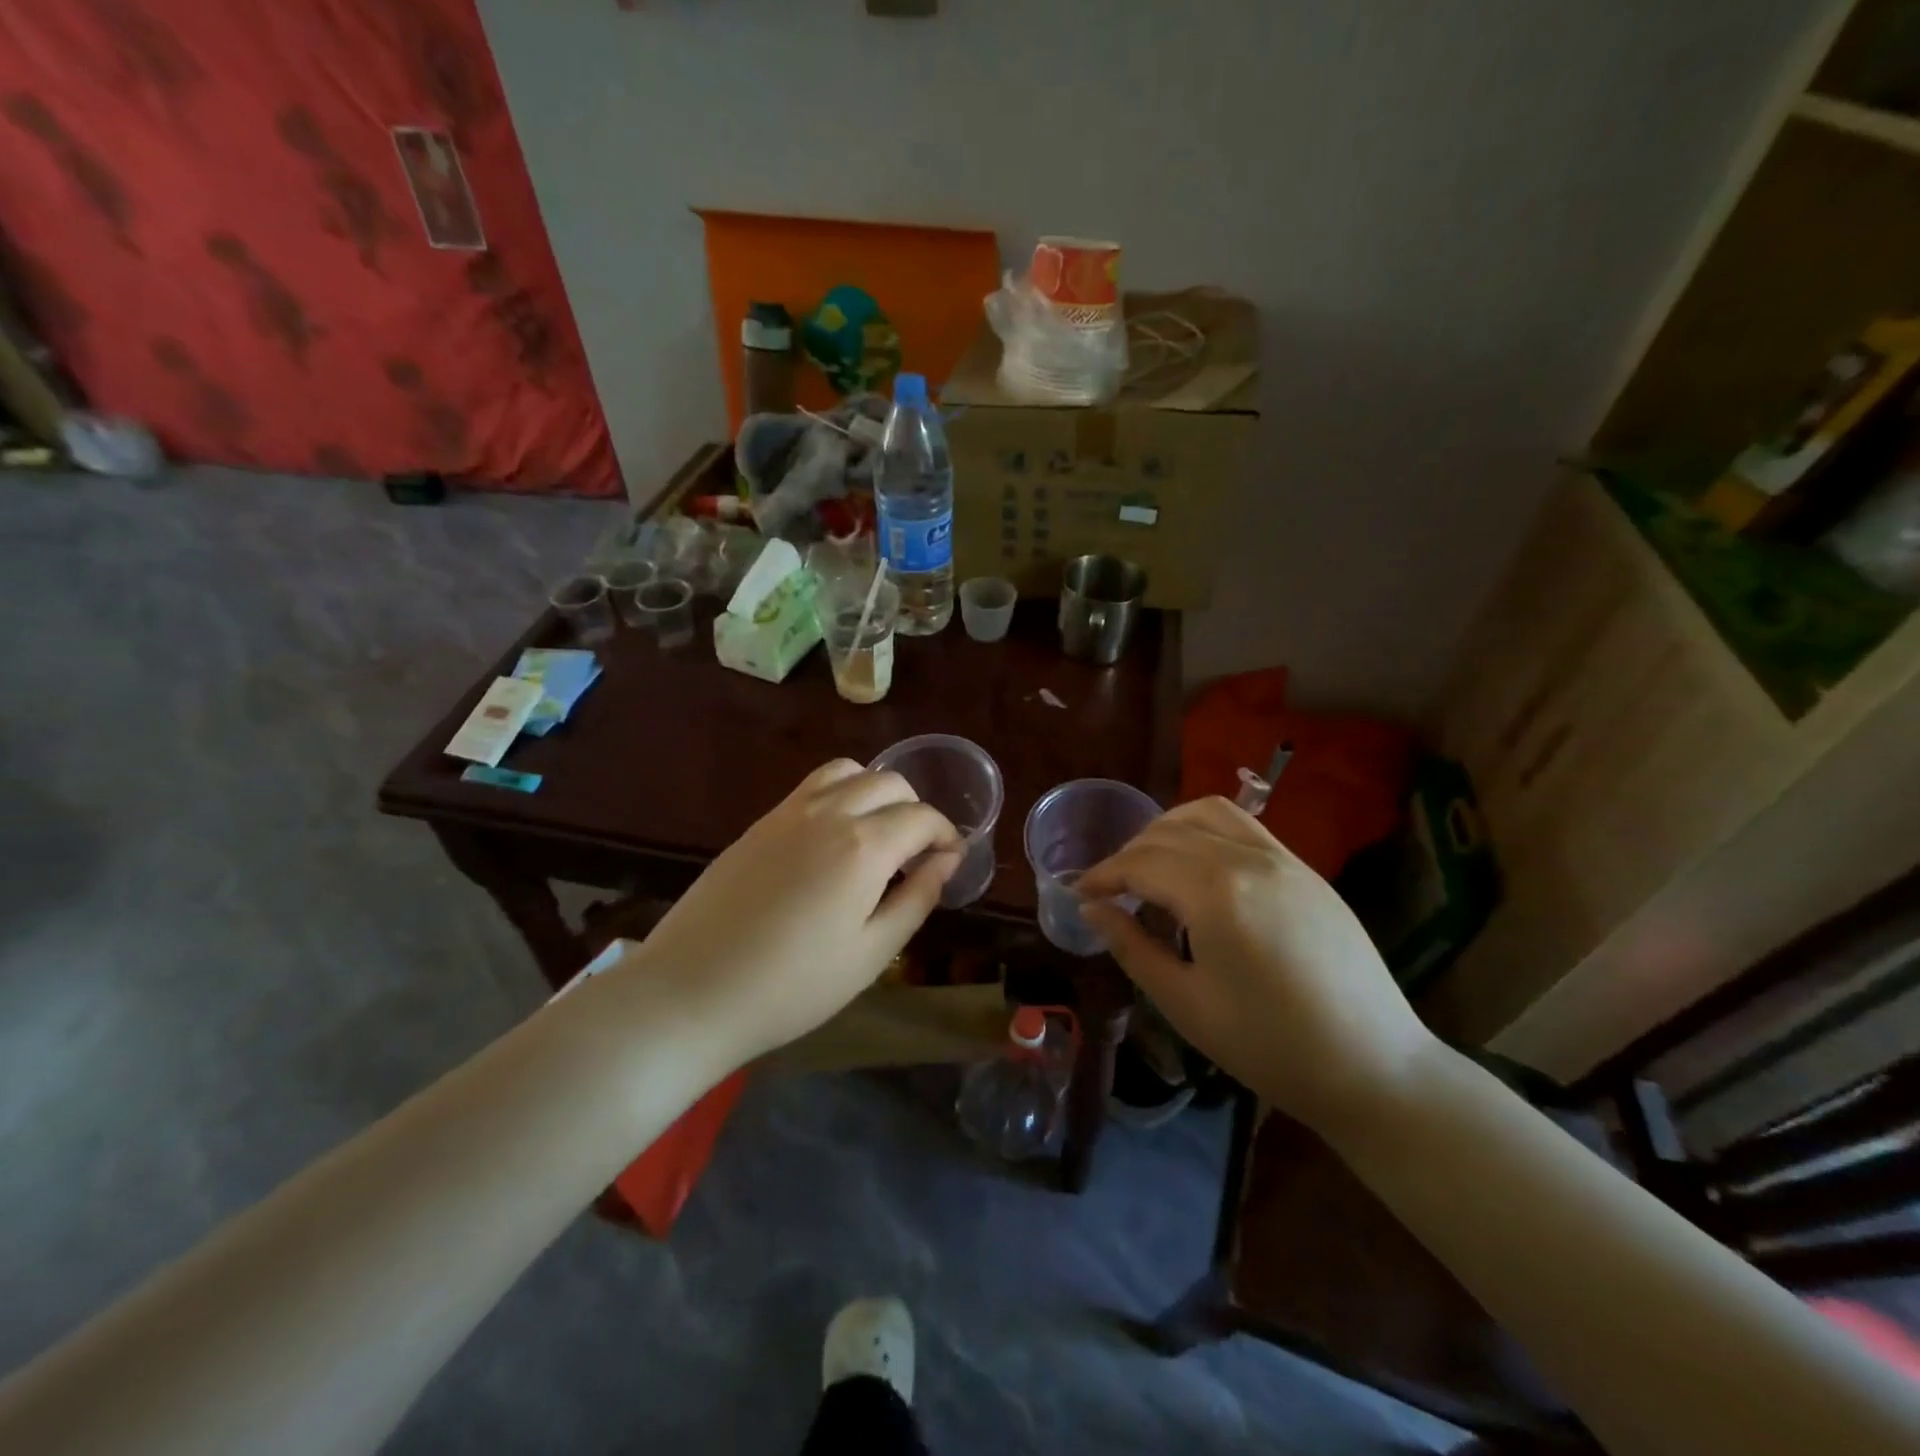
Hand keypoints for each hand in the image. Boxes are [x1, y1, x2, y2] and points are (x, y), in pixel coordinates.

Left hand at [625, 760, 960, 1067]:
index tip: (951, 860)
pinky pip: (811, 786)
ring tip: (876, 835)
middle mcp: (829, 812)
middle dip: (915, 809)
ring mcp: (788, 812)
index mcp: (864, 846)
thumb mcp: (871, 954)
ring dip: (875, 792)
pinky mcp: (759, 823)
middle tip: (915, 854)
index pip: (922, 817)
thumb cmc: (792, 986)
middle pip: (889, 783)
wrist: (691, 992)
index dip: (946, 834)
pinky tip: (832, 839)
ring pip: (848, 772)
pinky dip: (839, 794)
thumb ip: (917, 899)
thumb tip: (947, 861)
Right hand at [1078, 797, 1437, 1134]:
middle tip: (1109, 889)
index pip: (1140, 863)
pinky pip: (1244, 826)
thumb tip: (1092, 909)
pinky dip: (1206, 830)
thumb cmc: (1269, 1046)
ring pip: (1207, 813)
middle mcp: (1247, 859)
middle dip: (1128, 854)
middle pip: (1168, 833)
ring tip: (1151, 865)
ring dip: (1167, 829)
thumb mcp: (1185, 1003)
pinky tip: (1199, 866)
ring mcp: (1283, 859)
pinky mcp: (1305, 870)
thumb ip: (1132, 947)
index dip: (1102, 875)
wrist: (1374, 1067)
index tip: (1079, 893)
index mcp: (1215, 893)